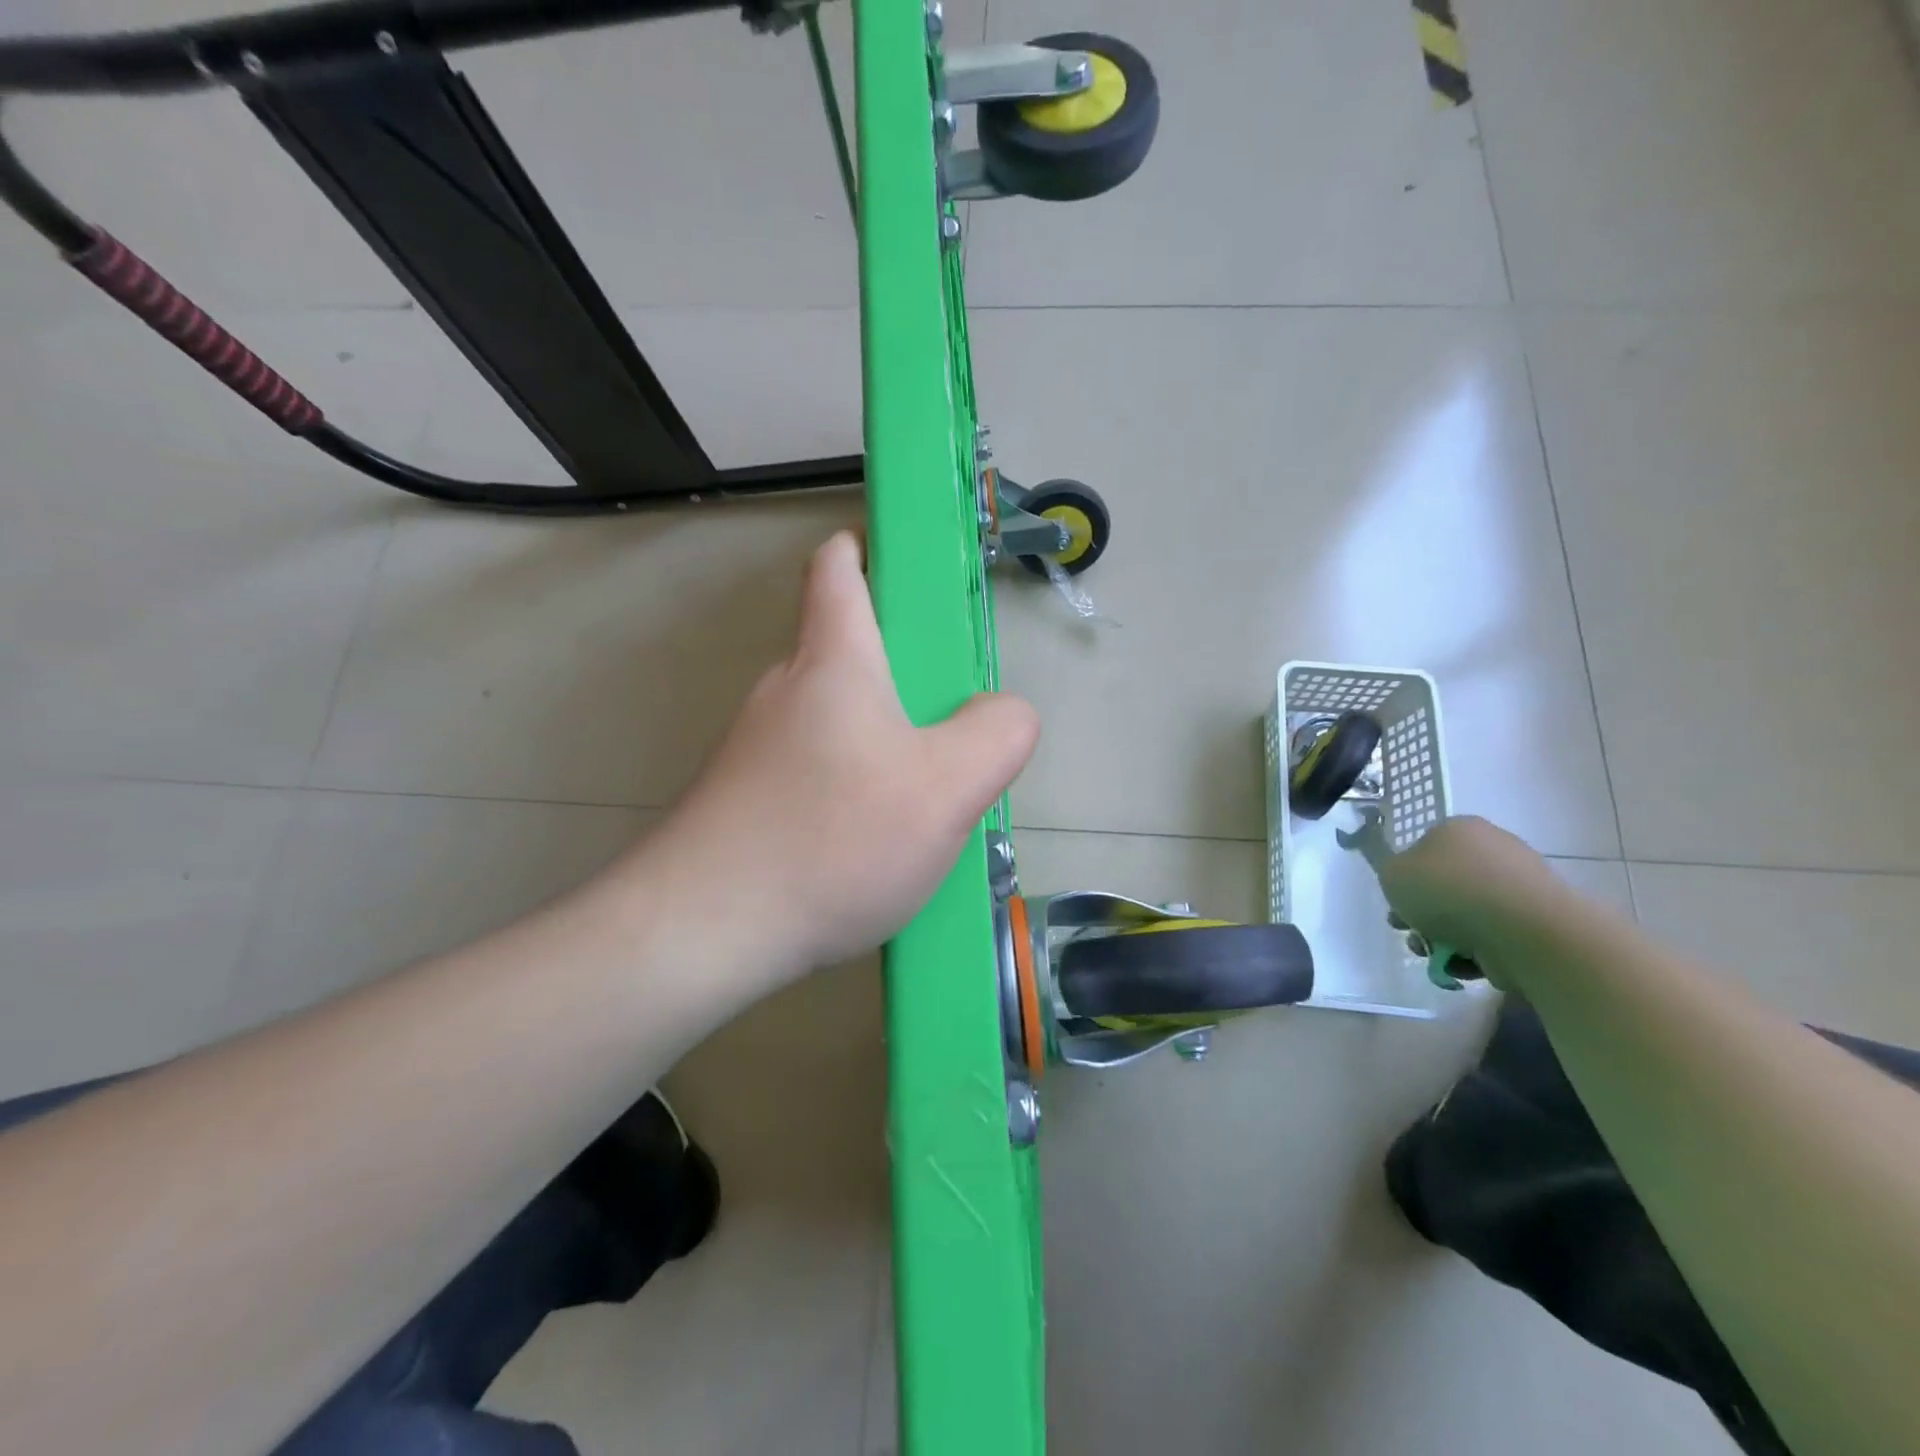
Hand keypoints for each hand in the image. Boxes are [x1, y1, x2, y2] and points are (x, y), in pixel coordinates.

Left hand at [637, 531, 1038, 985]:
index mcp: (832, 662)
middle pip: (846, 651)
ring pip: (833, 719)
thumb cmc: (832, 841)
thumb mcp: (947, 788)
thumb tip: (1004, 713)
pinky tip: (870, 846)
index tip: (911, 579)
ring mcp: (754, 748)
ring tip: (921, 804)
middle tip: (952, 730)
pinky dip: (850, 787)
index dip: (870, 552)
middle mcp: (784, 690)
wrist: (701, 933)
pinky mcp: (741, 800)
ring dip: (881, 741)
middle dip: (903, 674)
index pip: (838, 570)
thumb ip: (997, 734)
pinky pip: (812, 771)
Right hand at [1375, 816, 1571, 984]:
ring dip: (1446, 939)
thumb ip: (1390, 871)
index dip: (1405, 880)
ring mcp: (1521, 886)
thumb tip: (1408, 878)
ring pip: (1468, 915)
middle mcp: (1494, 850)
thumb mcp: (1392, 874)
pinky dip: (1478, 953)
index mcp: (1460, 829)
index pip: (1423, 850)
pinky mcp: (1540, 922)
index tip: (1396, 906)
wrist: (1524, 930)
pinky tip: (1467, 965)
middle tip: (1413, 936)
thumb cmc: (1449, 890)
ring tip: (1438, 957)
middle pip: (1446, 885)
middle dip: (1425, 916)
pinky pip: (1496, 937)